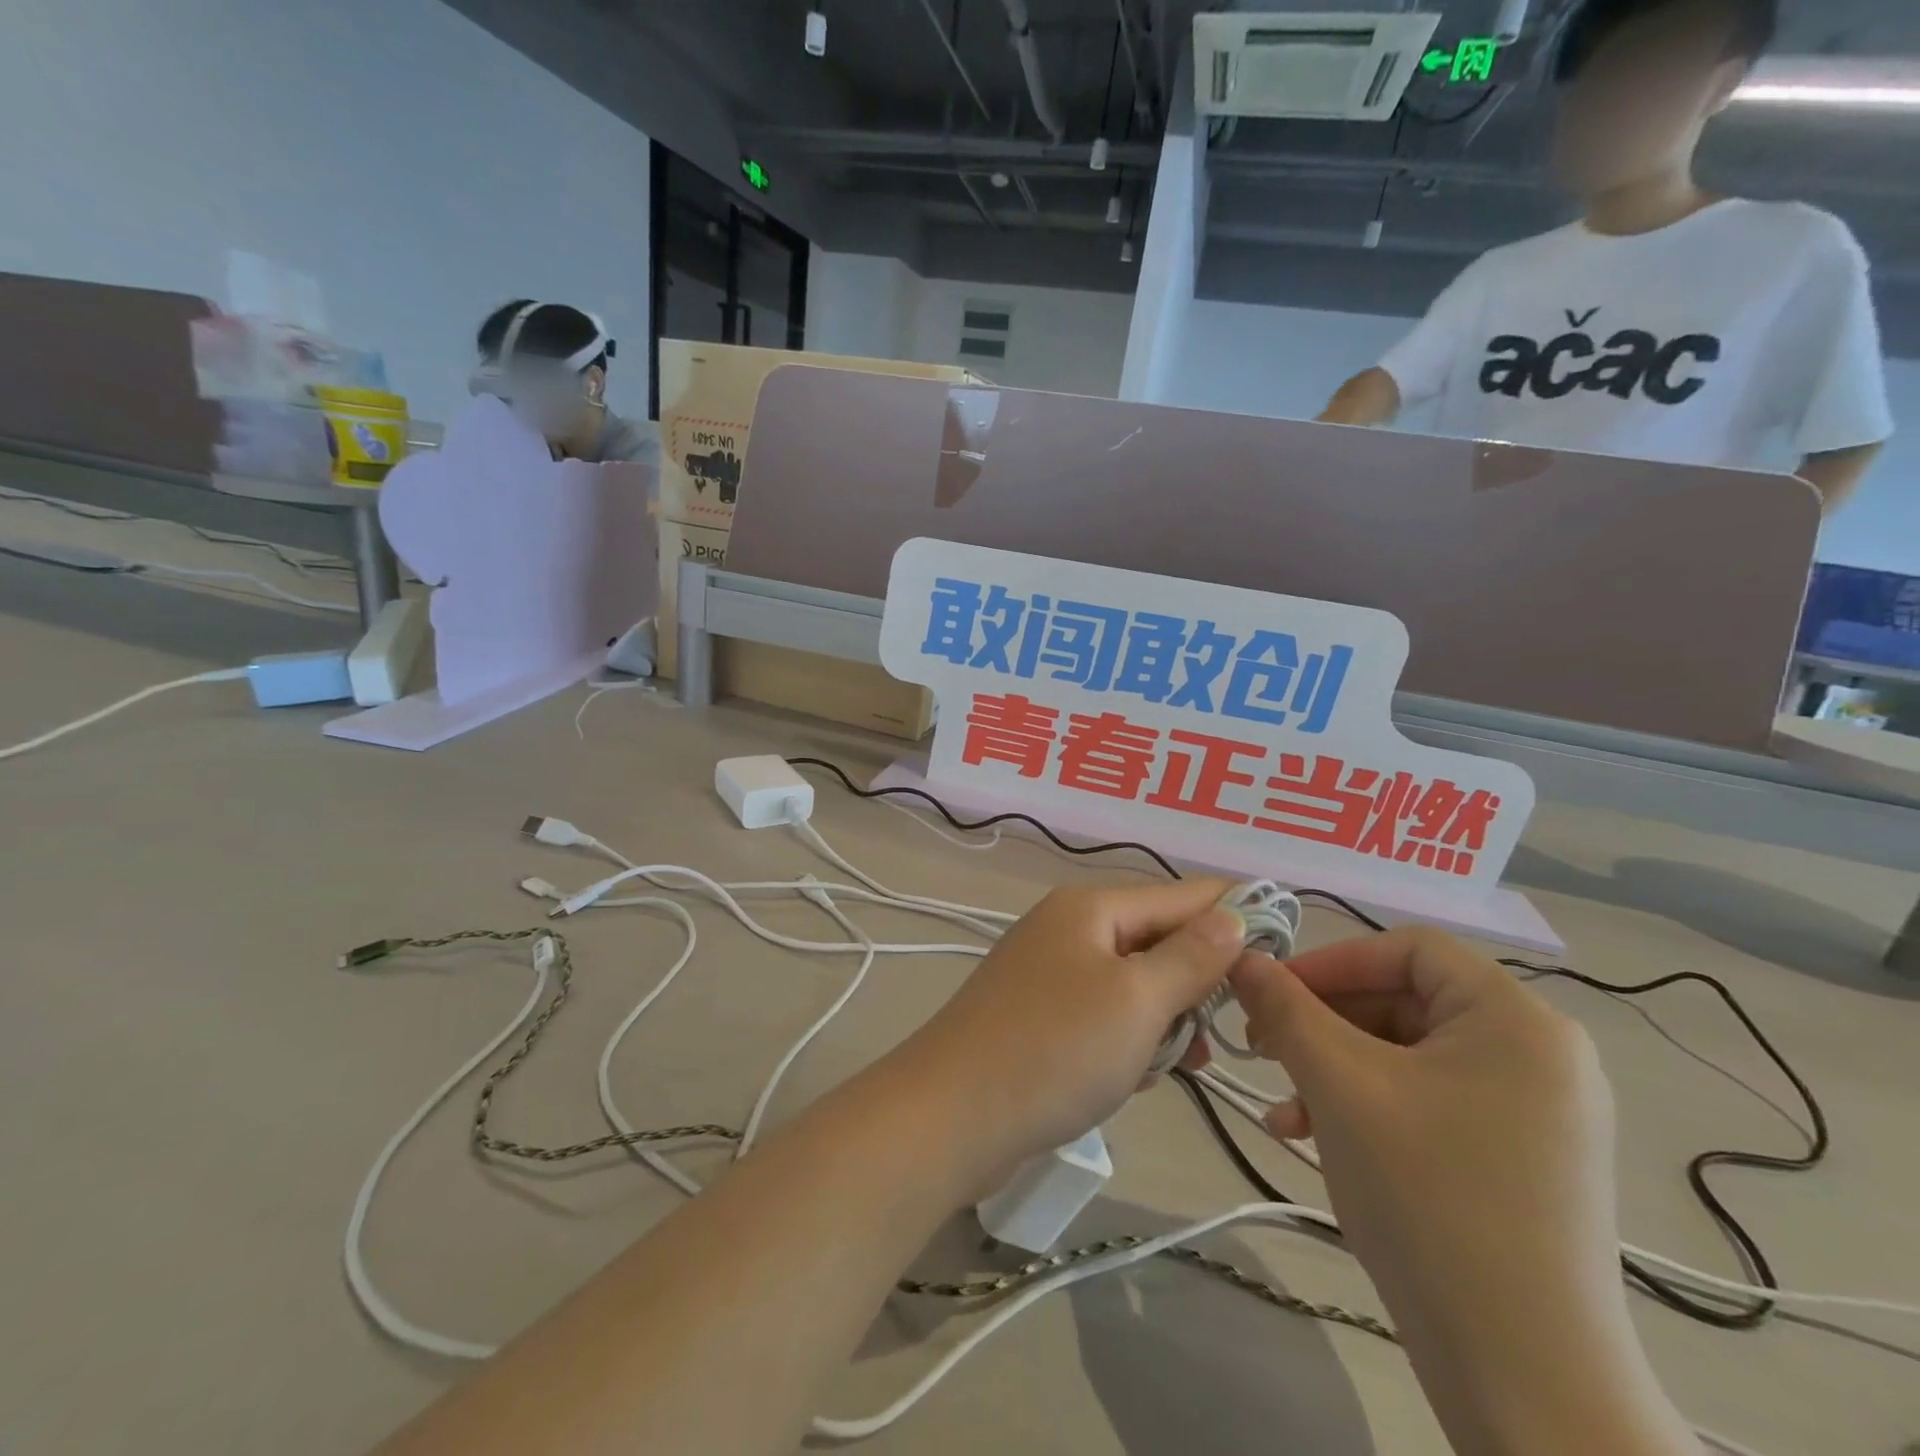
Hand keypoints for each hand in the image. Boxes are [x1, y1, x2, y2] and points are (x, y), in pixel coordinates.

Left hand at [893, 880, 1246, 1195]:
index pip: (1180, 895)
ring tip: (1185, 1062)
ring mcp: (1048, 972)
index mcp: (1090, 908)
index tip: (1286, 946)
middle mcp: (1068, 928)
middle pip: (1156, 938)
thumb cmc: (1055, 1048)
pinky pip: (1104, 1015)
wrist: (952, 1114)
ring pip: (1133, 983)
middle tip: (1228, 1030)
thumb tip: (1231, 915)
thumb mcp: (1137, 1000)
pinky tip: (1138, 1077)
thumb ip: (1190, 956)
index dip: (1235, 914)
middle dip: (1196, 981)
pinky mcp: (1037, 1016)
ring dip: (1164, 1019)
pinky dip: (1129, 1040)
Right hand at [1229, 930, 1689, 1455]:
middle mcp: (1540, 1052)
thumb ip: (1286, 1009)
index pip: (1408, 949)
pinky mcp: (1523, 1157)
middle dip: (1324, 1022)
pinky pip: (1431, 1100)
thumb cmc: (1428, 1197)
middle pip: (1406, 1001)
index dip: (1331, 961)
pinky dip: (1369, 1105)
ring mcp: (1537, 1110)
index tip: (1270, 993)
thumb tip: (1243, 958)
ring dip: (1335, 1068)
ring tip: (1284, 1109)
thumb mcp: (1340, 1085)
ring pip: (1409, 1054)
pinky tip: (1316, 1137)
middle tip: (1262, 1049)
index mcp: (1516, 1019)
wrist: (1524, 1375)